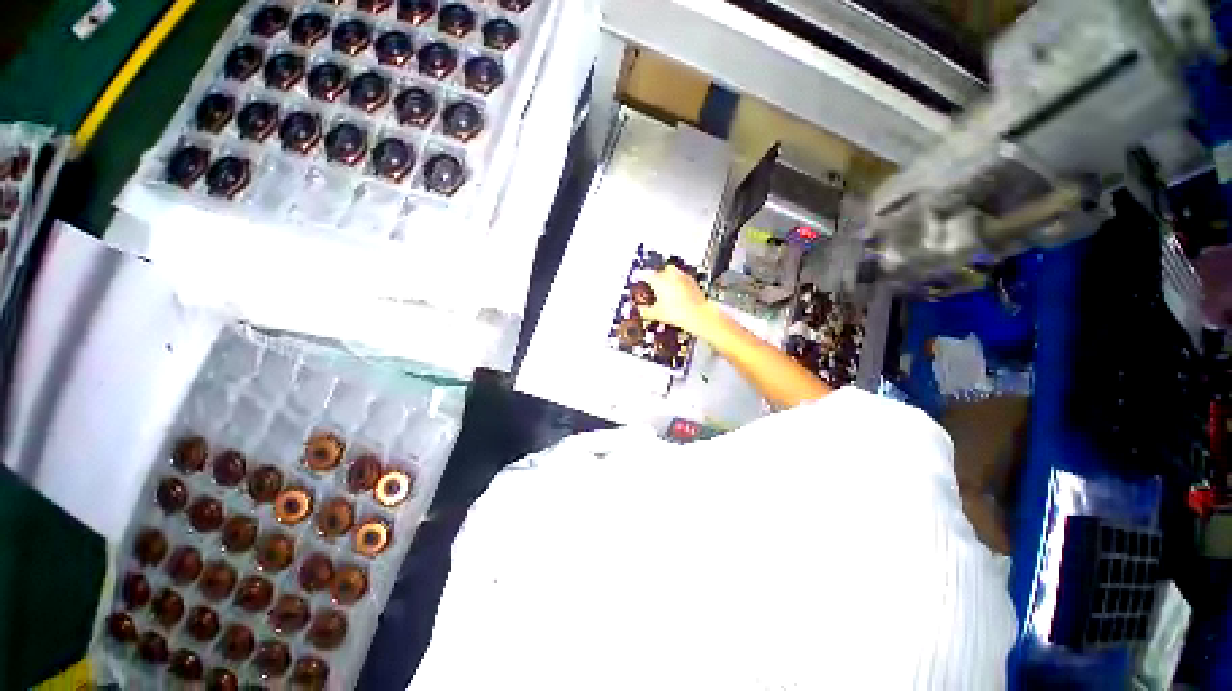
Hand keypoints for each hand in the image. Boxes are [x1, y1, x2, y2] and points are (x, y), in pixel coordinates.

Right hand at [632, 265, 715, 336]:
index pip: (647, 275)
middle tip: (655, 285)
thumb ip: (645, 311)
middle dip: (658, 275)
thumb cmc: (675, 313)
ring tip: (667, 289)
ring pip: (674, 272)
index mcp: (659, 280)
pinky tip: (679, 292)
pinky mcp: (693, 282)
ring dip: (669, 278)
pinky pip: (683, 278)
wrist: (697, 314)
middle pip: (662, 270)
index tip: (639, 279)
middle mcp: (670, 275)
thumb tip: (639, 310)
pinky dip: (679, 283)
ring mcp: (683, 277)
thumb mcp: (656, 314)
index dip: (642, 277)